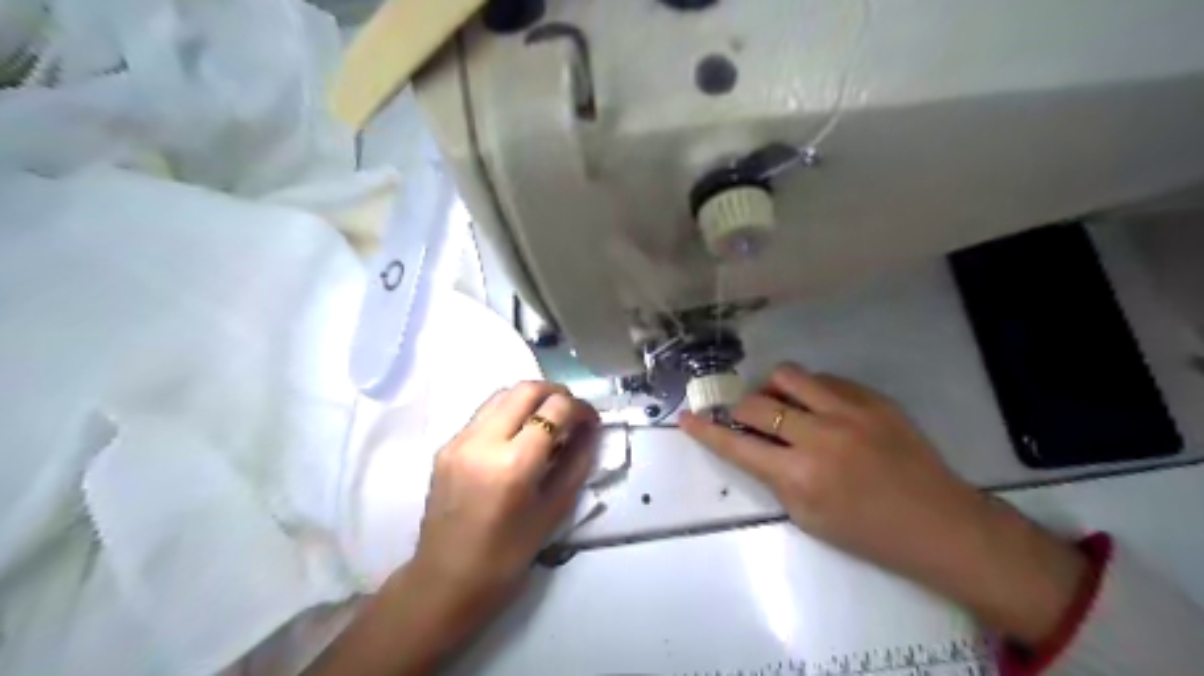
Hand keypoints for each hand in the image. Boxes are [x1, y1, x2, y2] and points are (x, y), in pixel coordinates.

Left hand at [412, 381, 597, 617]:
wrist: (445, 582)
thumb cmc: (507, 556)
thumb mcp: (554, 510)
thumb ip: (577, 462)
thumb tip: (590, 430)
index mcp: (513, 464)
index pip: (555, 409)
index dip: (581, 408)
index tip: (591, 421)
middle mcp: (482, 441)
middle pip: (526, 389)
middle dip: (556, 393)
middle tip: (571, 413)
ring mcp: (459, 440)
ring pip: (502, 394)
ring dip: (530, 399)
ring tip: (546, 421)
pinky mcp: (445, 446)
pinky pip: (484, 413)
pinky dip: (508, 413)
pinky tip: (518, 436)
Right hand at [681, 361, 1086, 647]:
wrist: (939, 523)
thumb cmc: (868, 532)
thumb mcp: (807, 517)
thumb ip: (774, 476)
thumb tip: (753, 443)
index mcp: (800, 476)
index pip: (737, 446)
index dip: (706, 431)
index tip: (686, 417)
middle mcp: (819, 436)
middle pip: (756, 403)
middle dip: (739, 410)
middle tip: (745, 419)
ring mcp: (848, 411)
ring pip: (787, 375)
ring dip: (772, 389)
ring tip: (779, 404)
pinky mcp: (872, 398)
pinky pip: (824, 379)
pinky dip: (808, 391)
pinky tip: (817, 407)